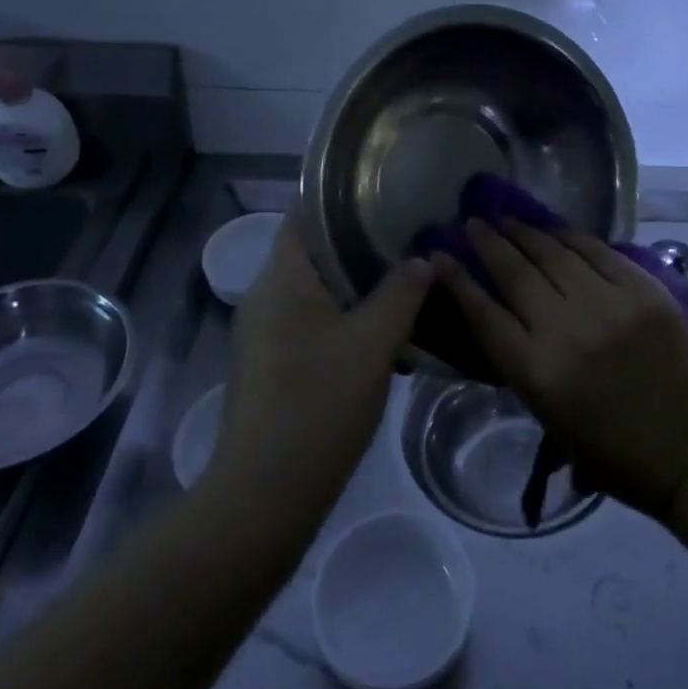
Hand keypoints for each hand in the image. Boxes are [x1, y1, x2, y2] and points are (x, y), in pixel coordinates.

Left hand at [210, 214, 430, 526]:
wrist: (264, 497)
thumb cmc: (317, 404)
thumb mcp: (372, 343)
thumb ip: (401, 293)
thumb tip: (423, 259)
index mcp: (282, 278)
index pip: (306, 213)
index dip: (344, 196)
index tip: (388, 191)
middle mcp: (267, 296)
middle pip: (316, 250)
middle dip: (363, 242)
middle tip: (412, 236)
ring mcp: (267, 333)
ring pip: (319, 290)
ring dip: (361, 284)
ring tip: (409, 279)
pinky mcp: (274, 364)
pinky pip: (315, 322)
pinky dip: (349, 316)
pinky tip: (387, 332)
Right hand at [435, 218, 687, 520]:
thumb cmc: (610, 448)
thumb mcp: (546, 414)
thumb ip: (517, 359)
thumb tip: (494, 308)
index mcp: (538, 372)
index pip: (484, 313)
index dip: (457, 280)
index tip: (439, 255)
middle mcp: (568, 331)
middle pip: (515, 273)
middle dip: (488, 242)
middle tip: (472, 222)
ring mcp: (609, 304)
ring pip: (553, 253)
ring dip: (523, 231)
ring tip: (504, 216)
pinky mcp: (642, 289)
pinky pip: (596, 250)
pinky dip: (569, 235)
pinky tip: (551, 227)